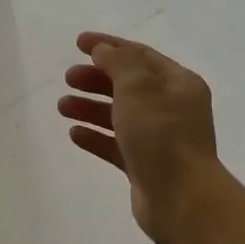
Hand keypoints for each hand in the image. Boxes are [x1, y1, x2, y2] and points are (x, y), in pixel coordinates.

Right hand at [58, 31, 223, 243]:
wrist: (183, 201)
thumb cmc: (162, 136)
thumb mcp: (139, 88)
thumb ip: (119, 63)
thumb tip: (103, 50)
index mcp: (178, 84)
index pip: (140, 55)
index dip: (109, 46)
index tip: (78, 42)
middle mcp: (172, 108)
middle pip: (128, 85)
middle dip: (96, 79)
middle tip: (68, 78)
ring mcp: (159, 139)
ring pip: (119, 115)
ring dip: (90, 108)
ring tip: (62, 106)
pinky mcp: (145, 166)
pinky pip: (116, 145)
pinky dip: (96, 136)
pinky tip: (74, 134)